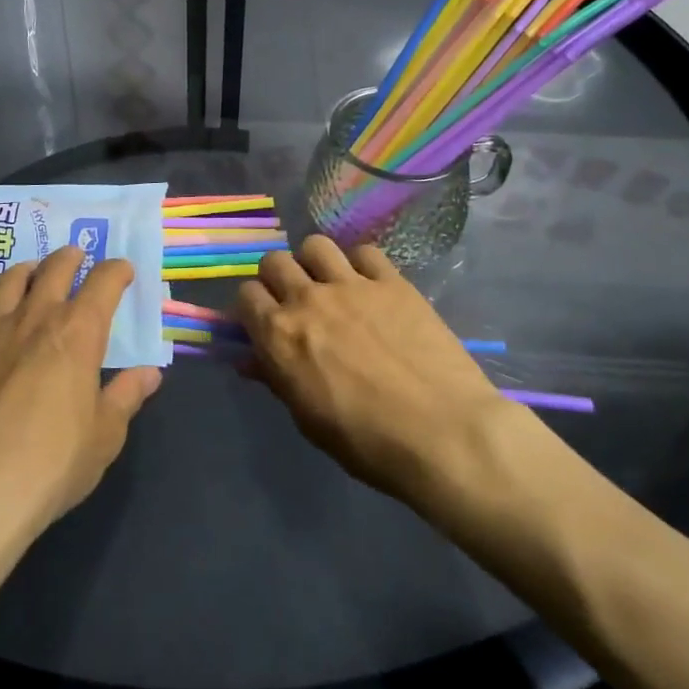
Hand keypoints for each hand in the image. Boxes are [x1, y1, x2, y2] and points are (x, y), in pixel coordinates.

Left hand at [0, 248, 161, 548]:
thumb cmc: (52, 463)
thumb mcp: (104, 437)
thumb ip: (125, 398)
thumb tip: (150, 373)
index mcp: (78, 332)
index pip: (104, 282)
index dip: (117, 271)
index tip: (123, 271)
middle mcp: (33, 319)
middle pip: (53, 269)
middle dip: (68, 258)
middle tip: (74, 256)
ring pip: (4, 285)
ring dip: (20, 273)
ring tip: (27, 273)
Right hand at [235, 235, 512, 510]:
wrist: (442, 434)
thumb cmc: (368, 443)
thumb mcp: (308, 420)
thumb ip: (277, 379)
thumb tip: (251, 360)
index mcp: (280, 336)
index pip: (246, 295)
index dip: (252, 307)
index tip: (264, 321)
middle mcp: (308, 299)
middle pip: (275, 261)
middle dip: (278, 278)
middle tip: (295, 300)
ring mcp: (351, 285)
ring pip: (316, 245)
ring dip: (315, 263)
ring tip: (331, 284)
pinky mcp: (392, 281)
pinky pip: (365, 252)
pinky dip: (362, 265)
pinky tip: (372, 287)